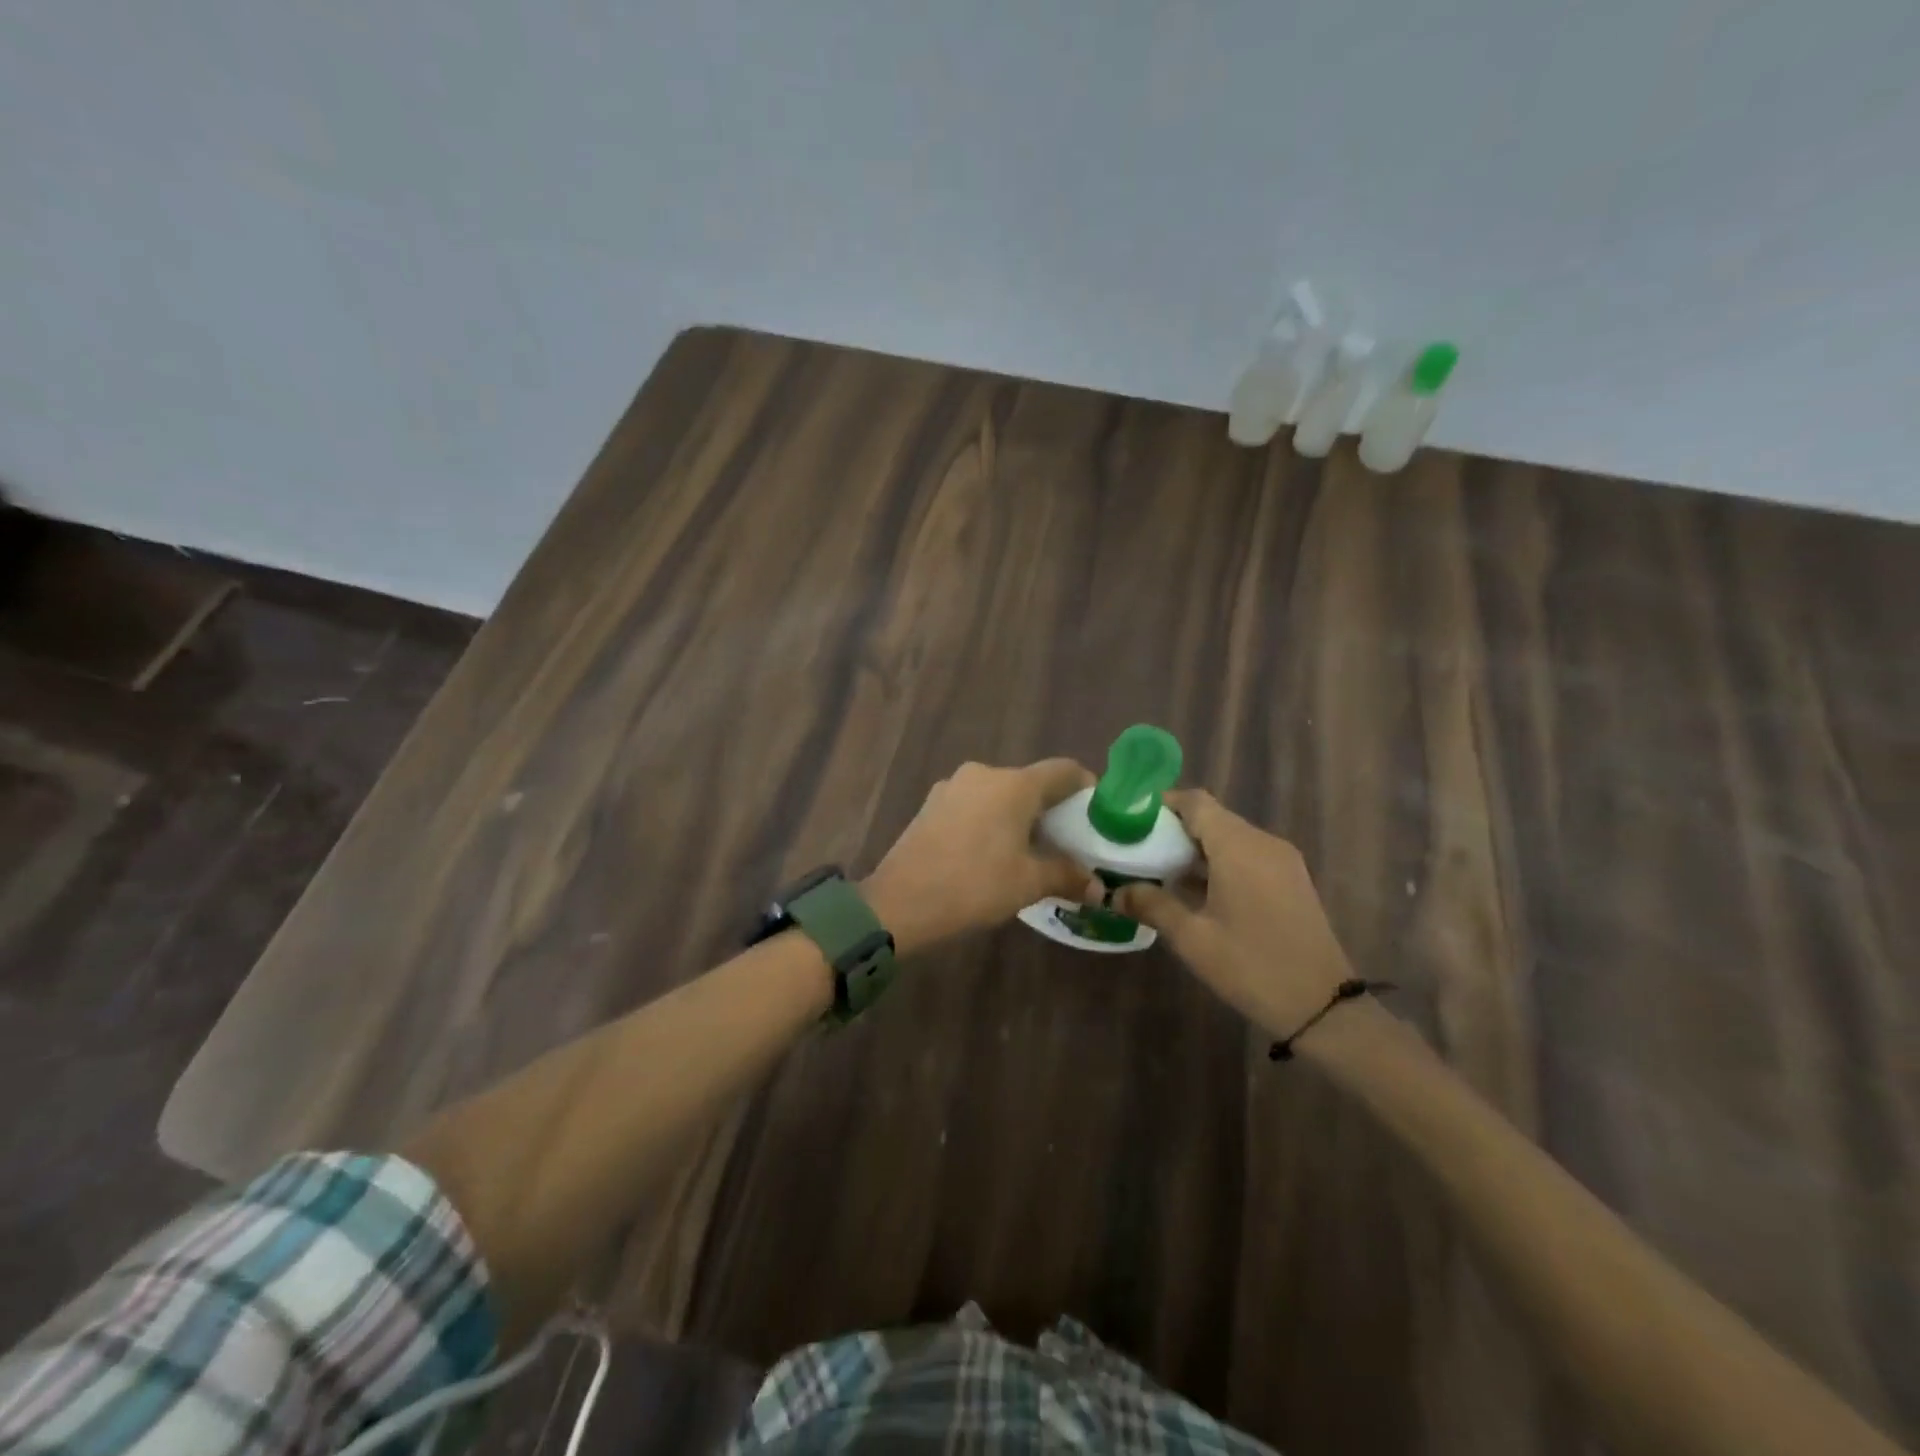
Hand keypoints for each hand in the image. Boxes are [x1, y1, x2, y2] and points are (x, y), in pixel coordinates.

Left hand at [863, 759, 1094, 953]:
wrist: (900, 902)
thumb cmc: (974, 885)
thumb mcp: (1028, 883)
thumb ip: (1066, 875)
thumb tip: (1098, 886)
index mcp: (1013, 785)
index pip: (1062, 770)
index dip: (1085, 786)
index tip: (1096, 812)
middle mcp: (984, 774)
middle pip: (1029, 782)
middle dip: (1050, 807)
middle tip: (1066, 840)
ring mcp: (952, 786)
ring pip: (998, 793)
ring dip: (1017, 815)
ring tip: (1029, 849)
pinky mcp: (931, 804)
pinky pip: (973, 804)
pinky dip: (990, 819)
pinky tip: (990, 851)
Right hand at [1116, 790, 1353, 1034]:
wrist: (1323, 1008)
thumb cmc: (1252, 967)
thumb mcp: (1192, 938)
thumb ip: (1152, 906)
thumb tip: (1116, 892)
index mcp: (1239, 847)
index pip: (1195, 802)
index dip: (1161, 805)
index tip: (1131, 822)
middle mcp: (1263, 843)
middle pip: (1212, 817)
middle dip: (1173, 830)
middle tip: (1138, 850)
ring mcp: (1282, 861)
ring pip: (1229, 837)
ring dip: (1195, 849)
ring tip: (1159, 871)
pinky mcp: (1291, 880)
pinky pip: (1247, 856)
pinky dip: (1218, 863)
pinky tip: (1195, 892)